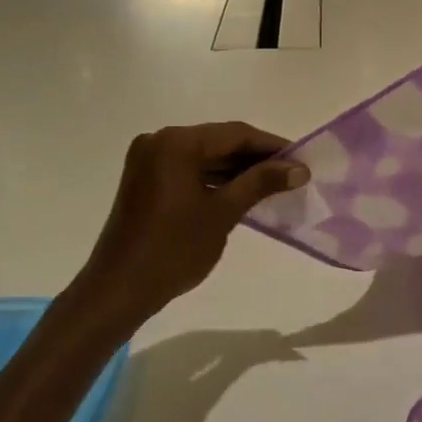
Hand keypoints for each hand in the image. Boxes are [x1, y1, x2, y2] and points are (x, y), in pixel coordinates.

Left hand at [71, 123, 308, 322]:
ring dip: (235, 168)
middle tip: (291, 172)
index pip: (235, 133)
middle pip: (218, 141)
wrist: (120, 288)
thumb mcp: (223, 213)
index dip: (271, 145)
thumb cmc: (175, 249)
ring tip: (273, 183)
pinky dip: (213, 178)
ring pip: (203, 155)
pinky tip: (241, 191)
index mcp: (177, 142)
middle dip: (254, 156)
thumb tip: (299, 168)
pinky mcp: (144, 179)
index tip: (301, 159)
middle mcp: (159, 140)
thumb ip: (260, 183)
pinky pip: (187, 169)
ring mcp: (148, 160)